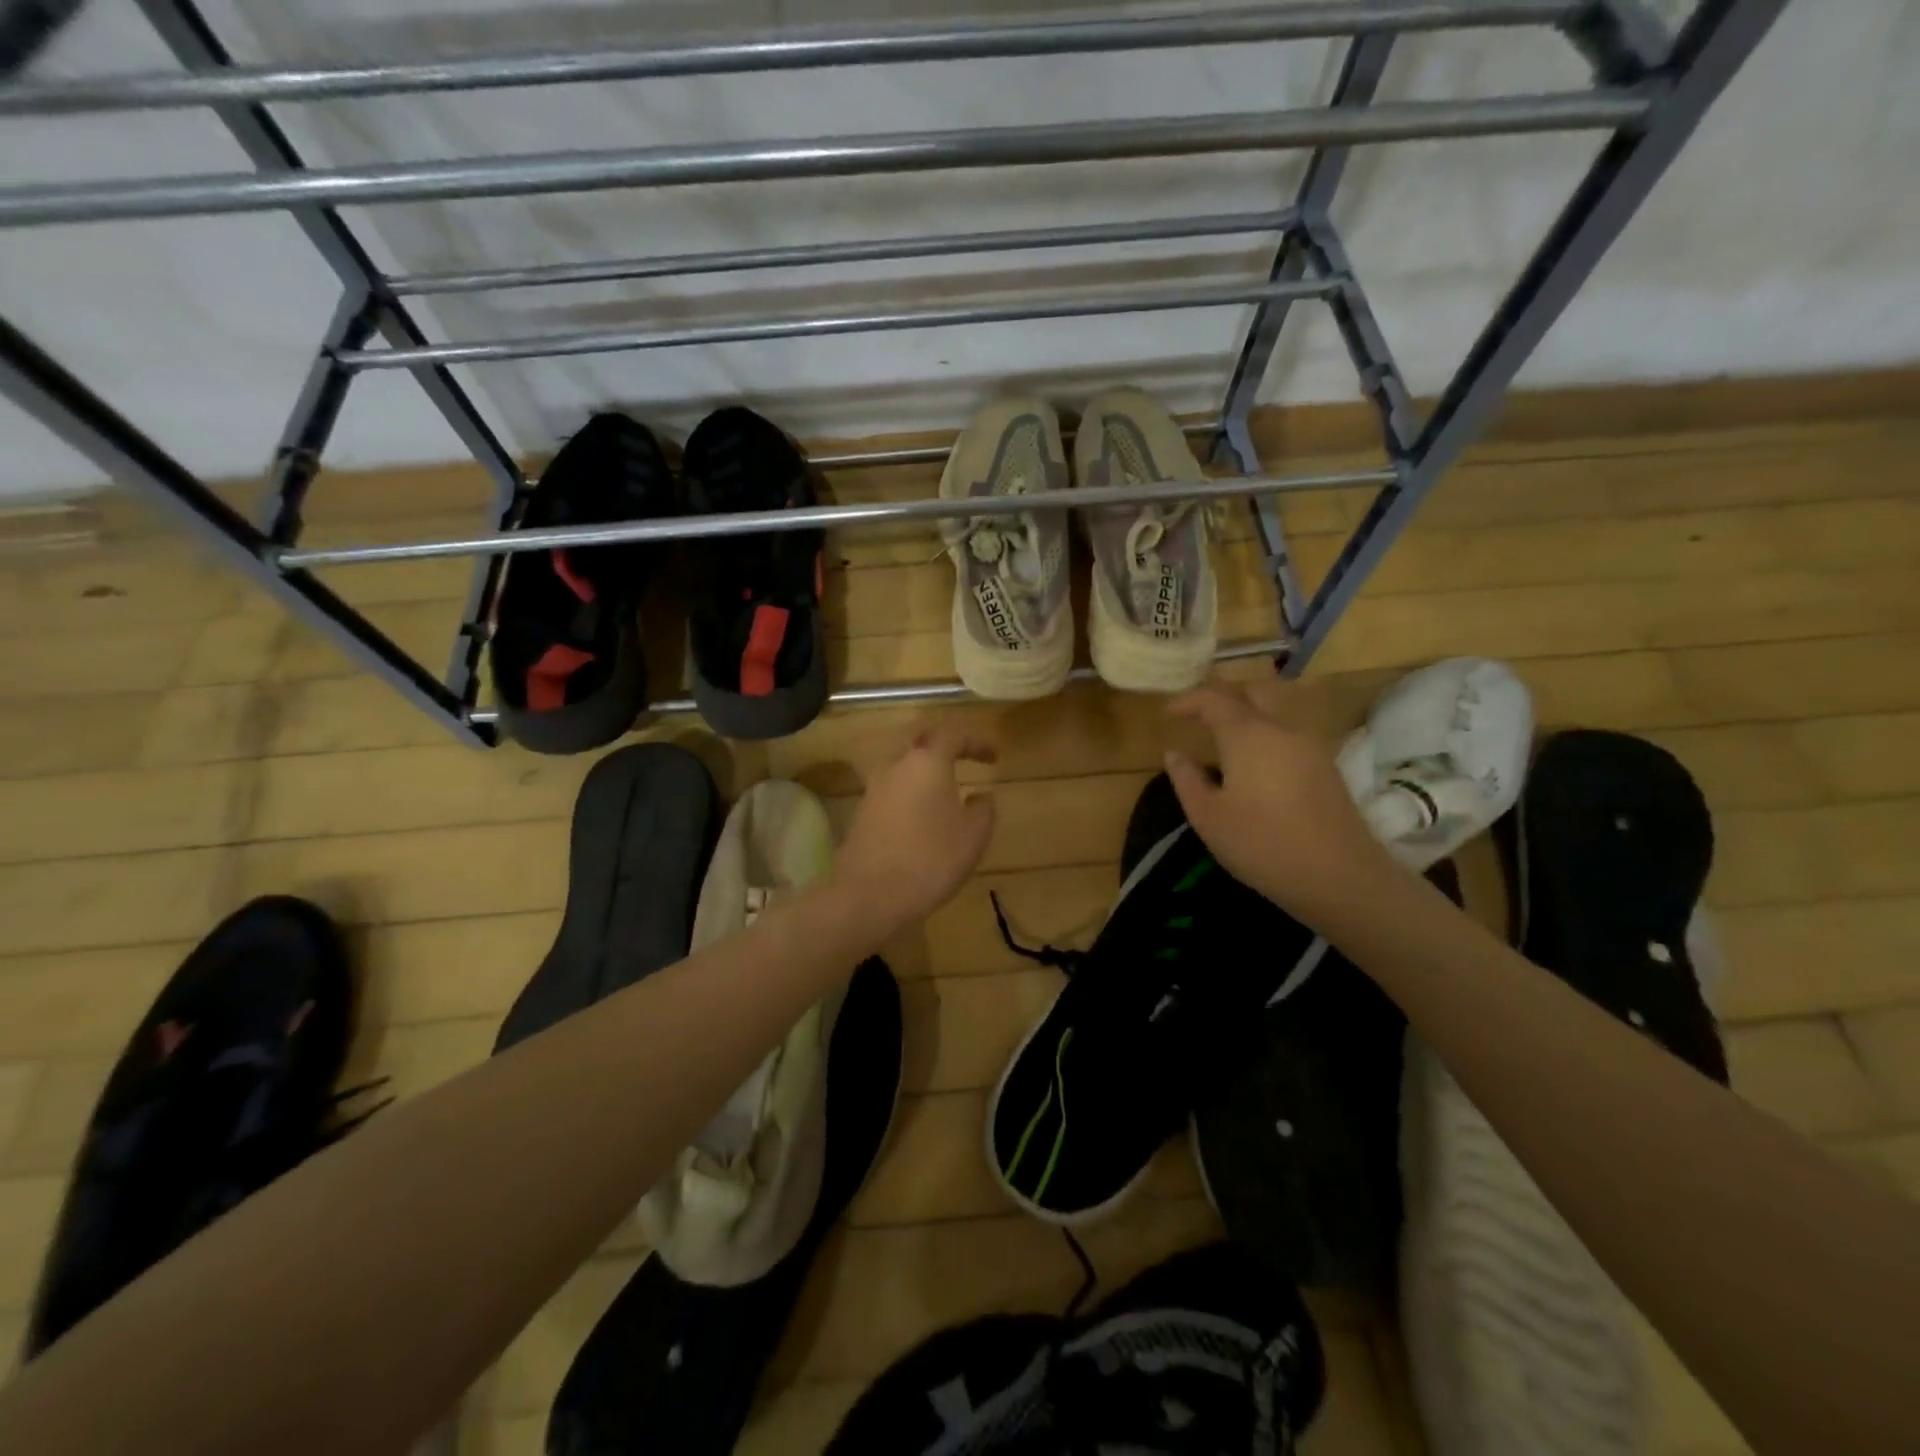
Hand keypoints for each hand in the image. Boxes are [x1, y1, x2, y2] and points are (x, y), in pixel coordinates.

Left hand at [834, 723, 996, 933]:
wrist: (870, 895)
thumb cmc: (931, 859)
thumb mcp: (973, 836)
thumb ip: (983, 809)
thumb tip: (981, 796)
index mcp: (927, 762)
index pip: (953, 734)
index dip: (976, 741)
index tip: (993, 757)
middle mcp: (896, 765)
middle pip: (917, 734)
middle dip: (940, 737)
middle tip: (960, 750)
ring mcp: (874, 788)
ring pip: (899, 759)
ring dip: (921, 762)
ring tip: (944, 782)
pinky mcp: (863, 811)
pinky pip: (891, 785)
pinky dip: (909, 785)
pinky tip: (922, 808)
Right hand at [1164, 680, 1400, 927]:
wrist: (1338, 875)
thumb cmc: (1262, 845)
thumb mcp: (1208, 817)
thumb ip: (1187, 779)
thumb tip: (1174, 753)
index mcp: (1247, 734)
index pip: (1214, 698)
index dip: (1188, 700)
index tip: (1168, 713)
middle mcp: (1281, 727)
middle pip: (1253, 690)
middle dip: (1224, 694)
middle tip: (1200, 713)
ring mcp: (1310, 743)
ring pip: (1277, 705)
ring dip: (1249, 708)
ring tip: (1226, 732)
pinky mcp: (1325, 763)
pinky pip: (1290, 727)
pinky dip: (1267, 727)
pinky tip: (1255, 756)